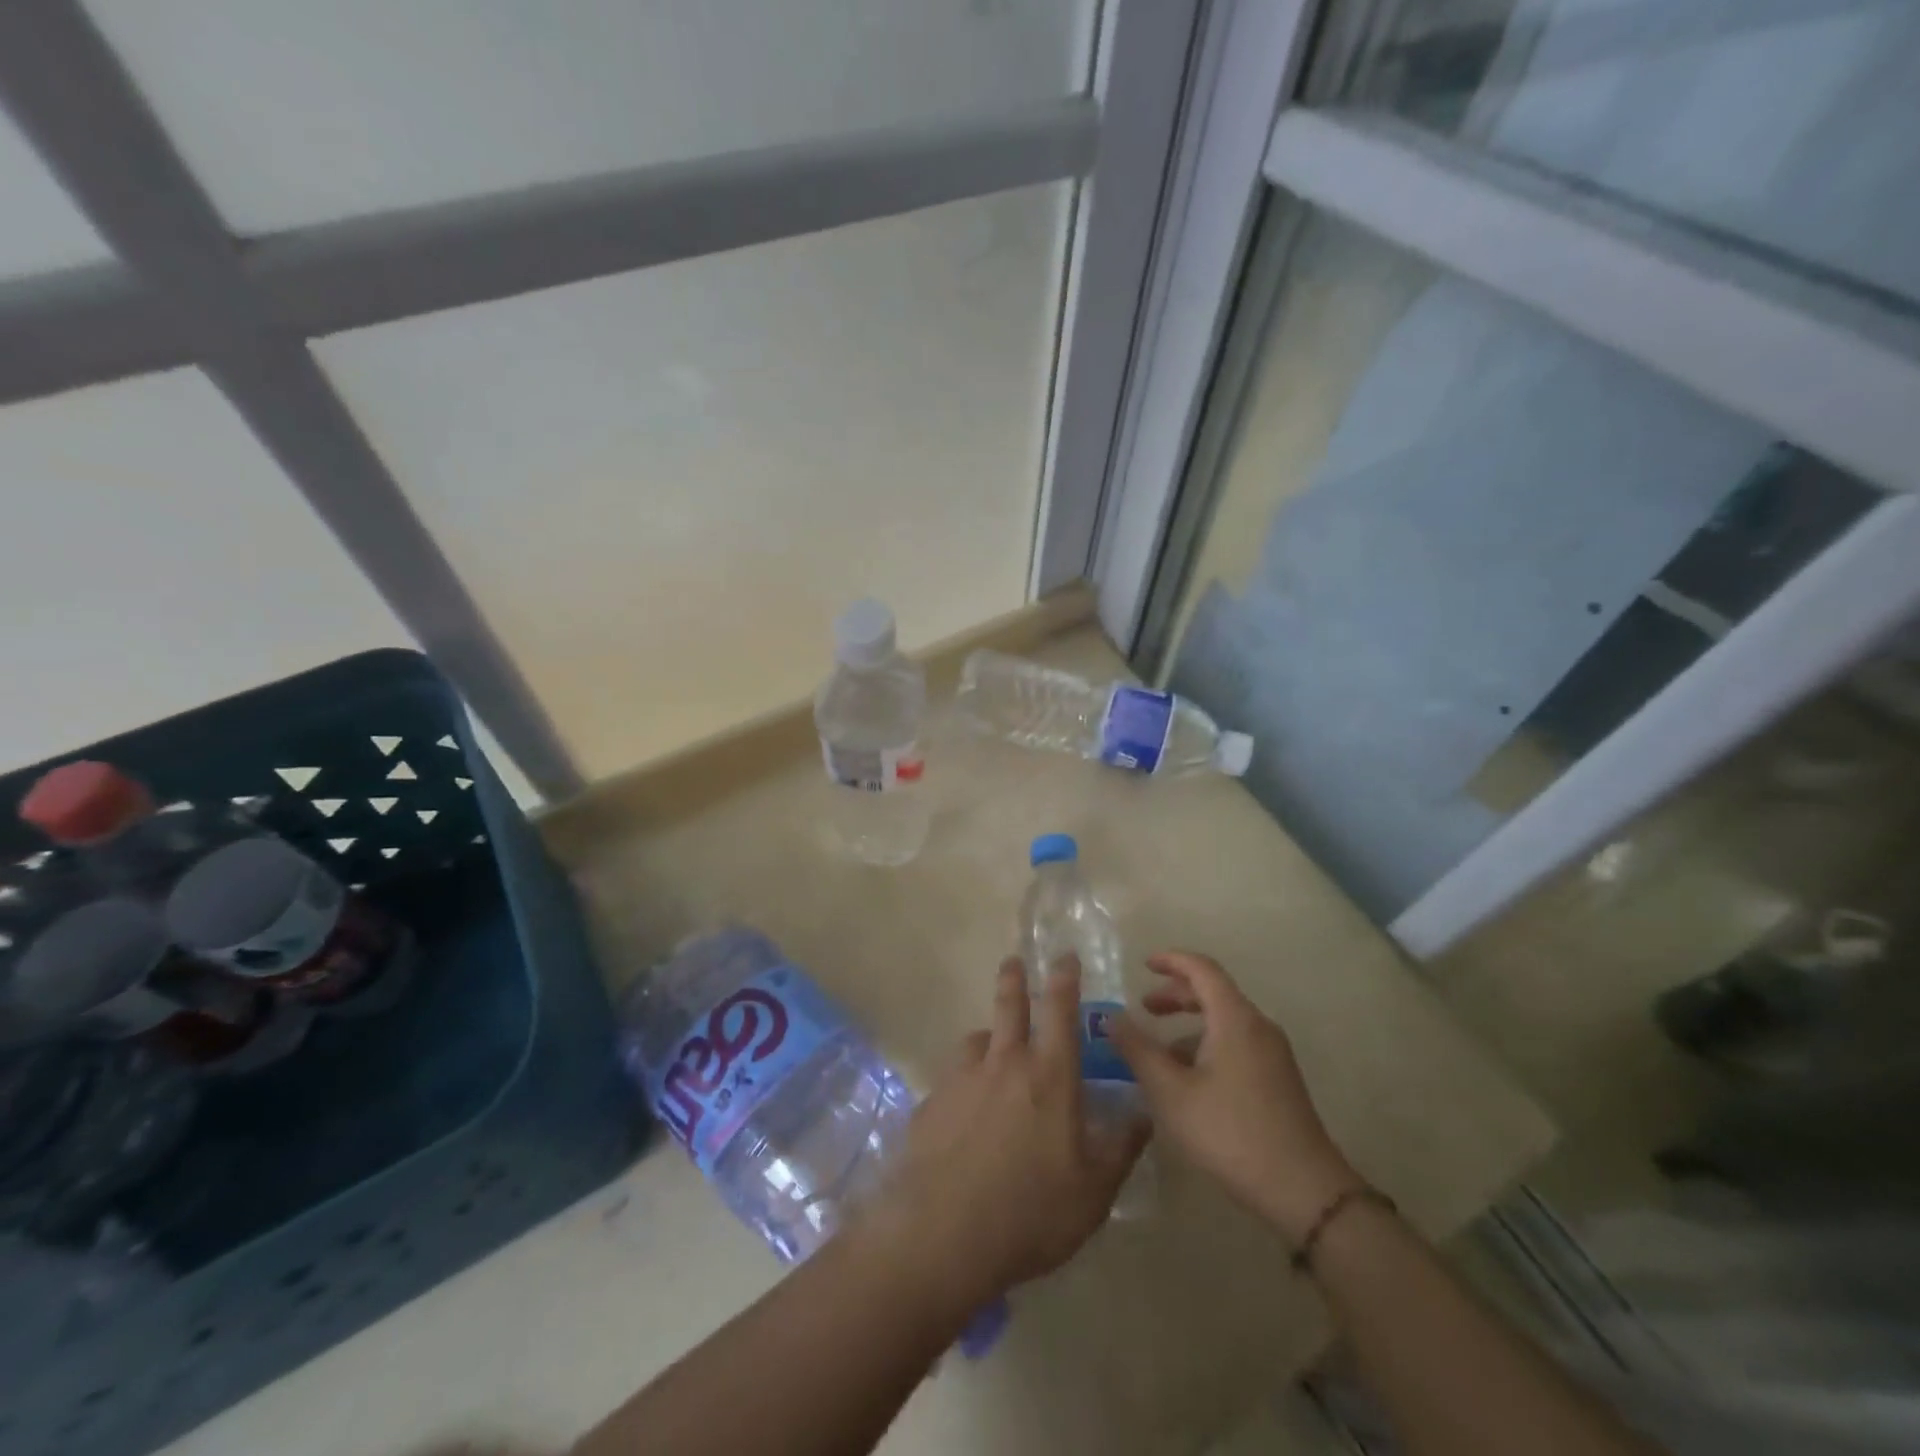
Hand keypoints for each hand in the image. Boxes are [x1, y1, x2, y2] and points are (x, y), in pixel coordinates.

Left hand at [854, 957, 1149, 1312]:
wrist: (944, 1233)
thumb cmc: (1032, 1212)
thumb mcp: (1093, 1192)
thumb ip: (1121, 1148)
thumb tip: (1144, 1114)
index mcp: (1049, 1075)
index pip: (1060, 1010)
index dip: (1064, 978)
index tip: (1064, 956)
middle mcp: (1004, 1063)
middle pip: (1009, 1005)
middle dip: (1014, 978)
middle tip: (1014, 961)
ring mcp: (962, 1079)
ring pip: (976, 1039)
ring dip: (988, 1035)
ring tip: (991, 1046)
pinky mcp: (931, 1102)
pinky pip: (952, 1078)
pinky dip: (963, 1080)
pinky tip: (963, 1109)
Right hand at [1109, 951, 1362, 1243]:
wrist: (1303, 1191)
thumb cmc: (1230, 1132)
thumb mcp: (1171, 1092)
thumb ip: (1138, 1050)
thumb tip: (1112, 1018)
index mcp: (1235, 1019)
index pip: (1202, 968)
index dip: (1171, 960)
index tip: (1143, 964)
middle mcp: (1257, 1027)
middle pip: (1214, 992)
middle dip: (1176, 995)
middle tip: (1144, 1008)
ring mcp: (1273, 1054)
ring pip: (1225, 1021)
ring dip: (1190, 1025)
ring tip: (1159, 1051)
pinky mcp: (1278, 1080)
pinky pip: (1237, 1044)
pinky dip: (1207, 1045)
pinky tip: (1189, 1080)